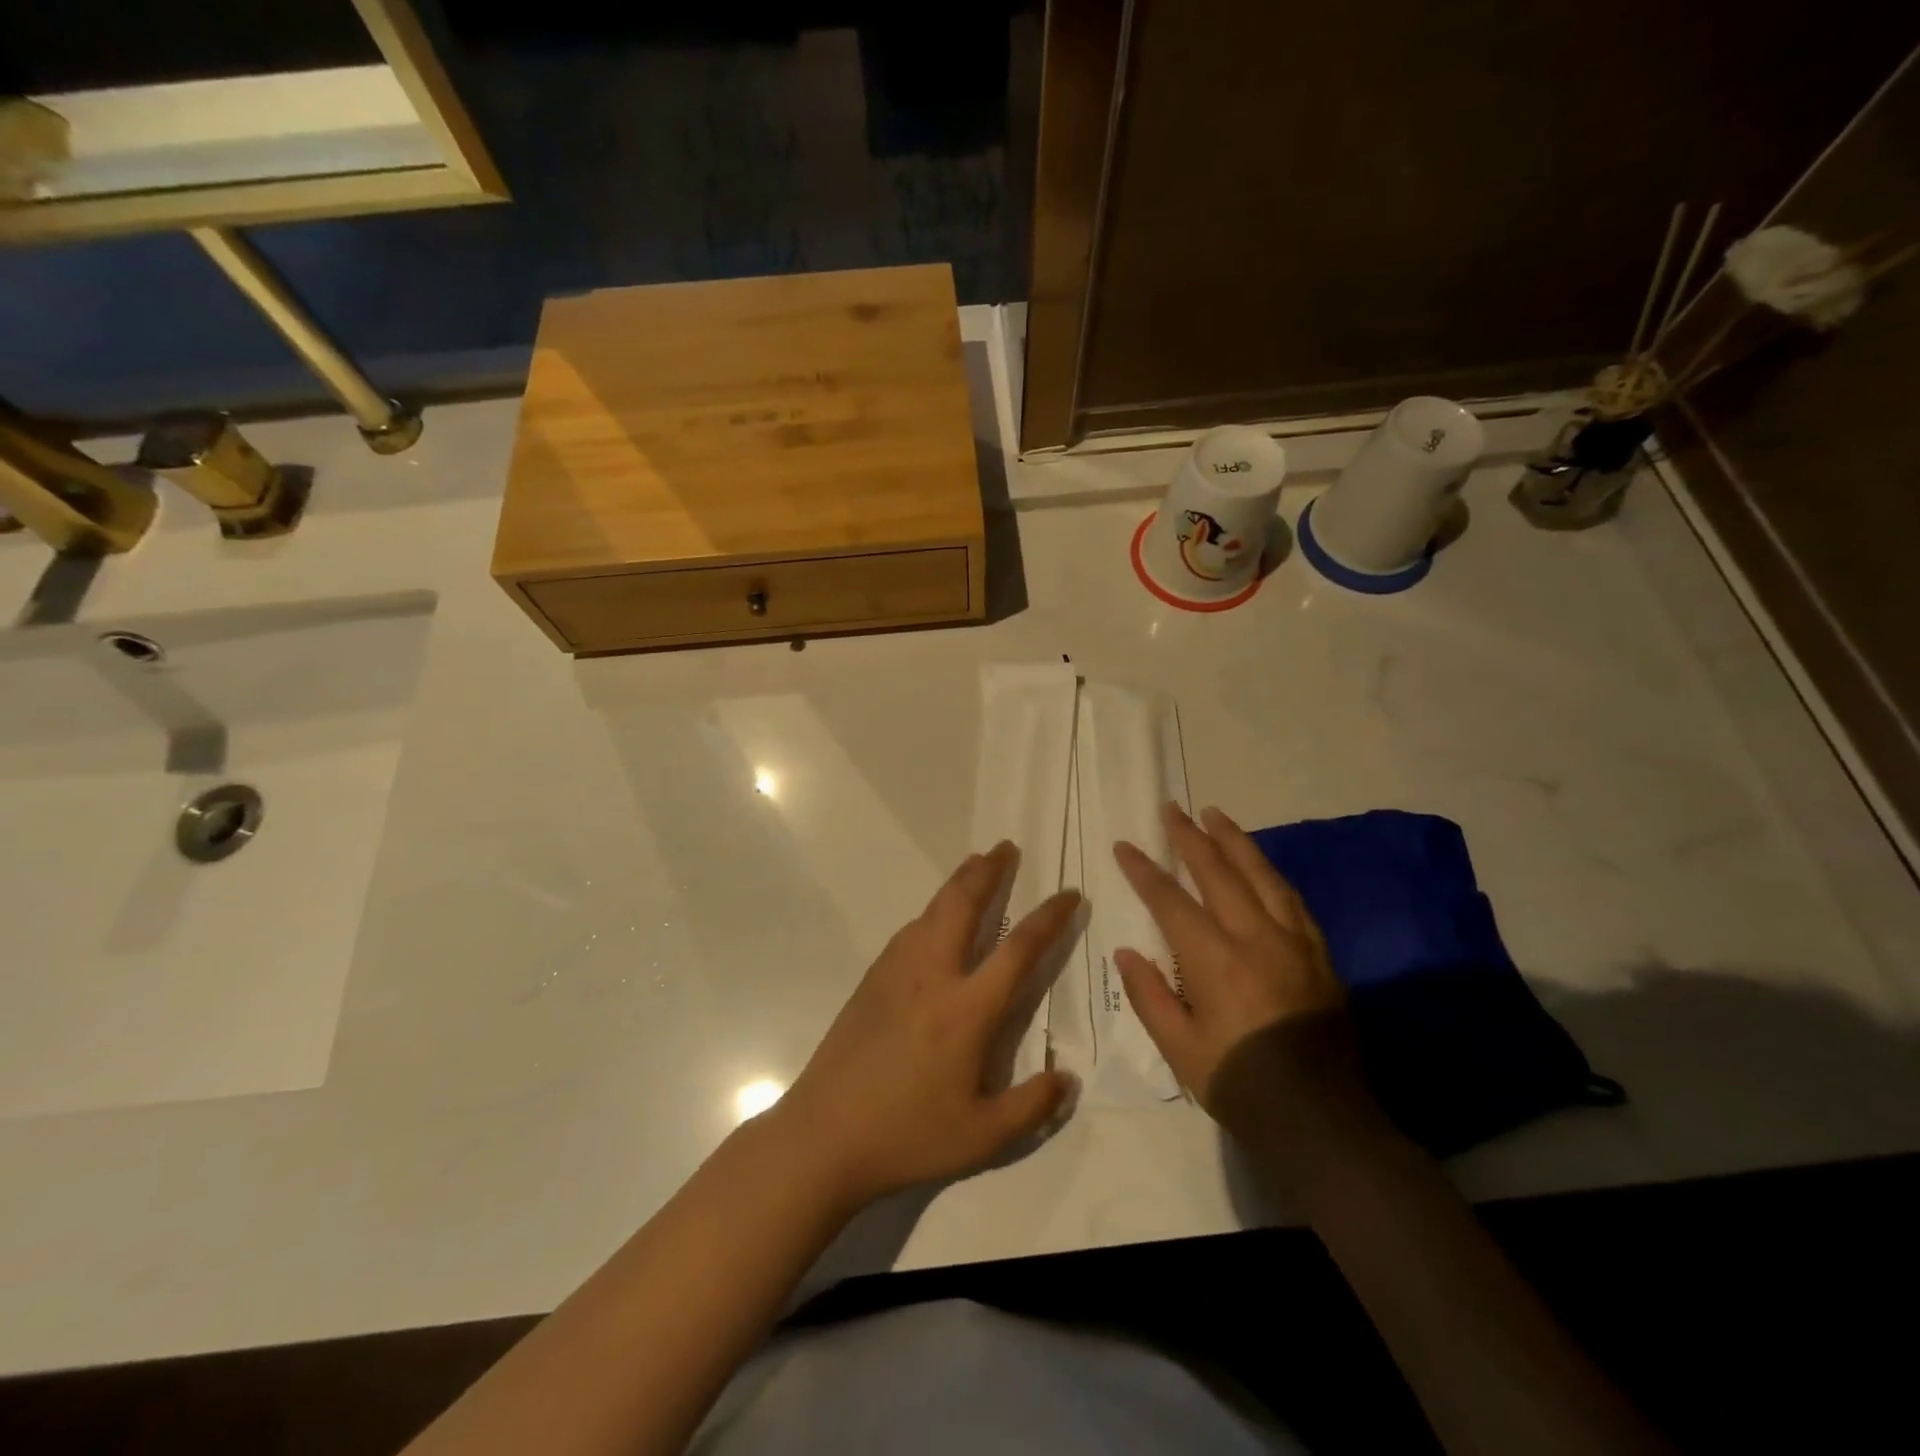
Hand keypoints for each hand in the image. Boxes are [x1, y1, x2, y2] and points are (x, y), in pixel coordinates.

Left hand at [776, 843, 1079, 1210]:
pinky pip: (910, 930)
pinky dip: (932, 911)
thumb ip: (1033, 1106)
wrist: (824, 1135)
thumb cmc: (908, 1135)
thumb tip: (1068, 1079)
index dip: (1048, 917)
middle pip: (964, 905)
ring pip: (932, 910)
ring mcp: (896, 973)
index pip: (1018, 948)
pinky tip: (934, 919)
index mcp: (967, 1009)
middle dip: (989, 871)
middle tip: (1007, 847)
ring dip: (958, 883)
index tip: (1068, 894)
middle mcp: (933, 976)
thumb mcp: (983, 1137)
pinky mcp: (872, 980)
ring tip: (975, 867)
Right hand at [1113, 804, 1387, 1177]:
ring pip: (1262, 875)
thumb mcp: (1179, 1049)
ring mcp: (1294, 943)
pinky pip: (1292, 900)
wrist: (1322, 1120)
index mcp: (1215, 960)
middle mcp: (1255, 938)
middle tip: (1172, 809)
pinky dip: (1270, 874)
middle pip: (1219, 872)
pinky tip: (1261, 866)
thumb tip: (1126, 951)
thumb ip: (1149, 995)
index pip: (1170, 900)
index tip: (1125, 846)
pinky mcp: (1320, 955)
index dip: (1144, 870)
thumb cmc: (1239, 1084)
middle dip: (1191, 837)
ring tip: (1216, 815)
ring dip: (1235, 841)